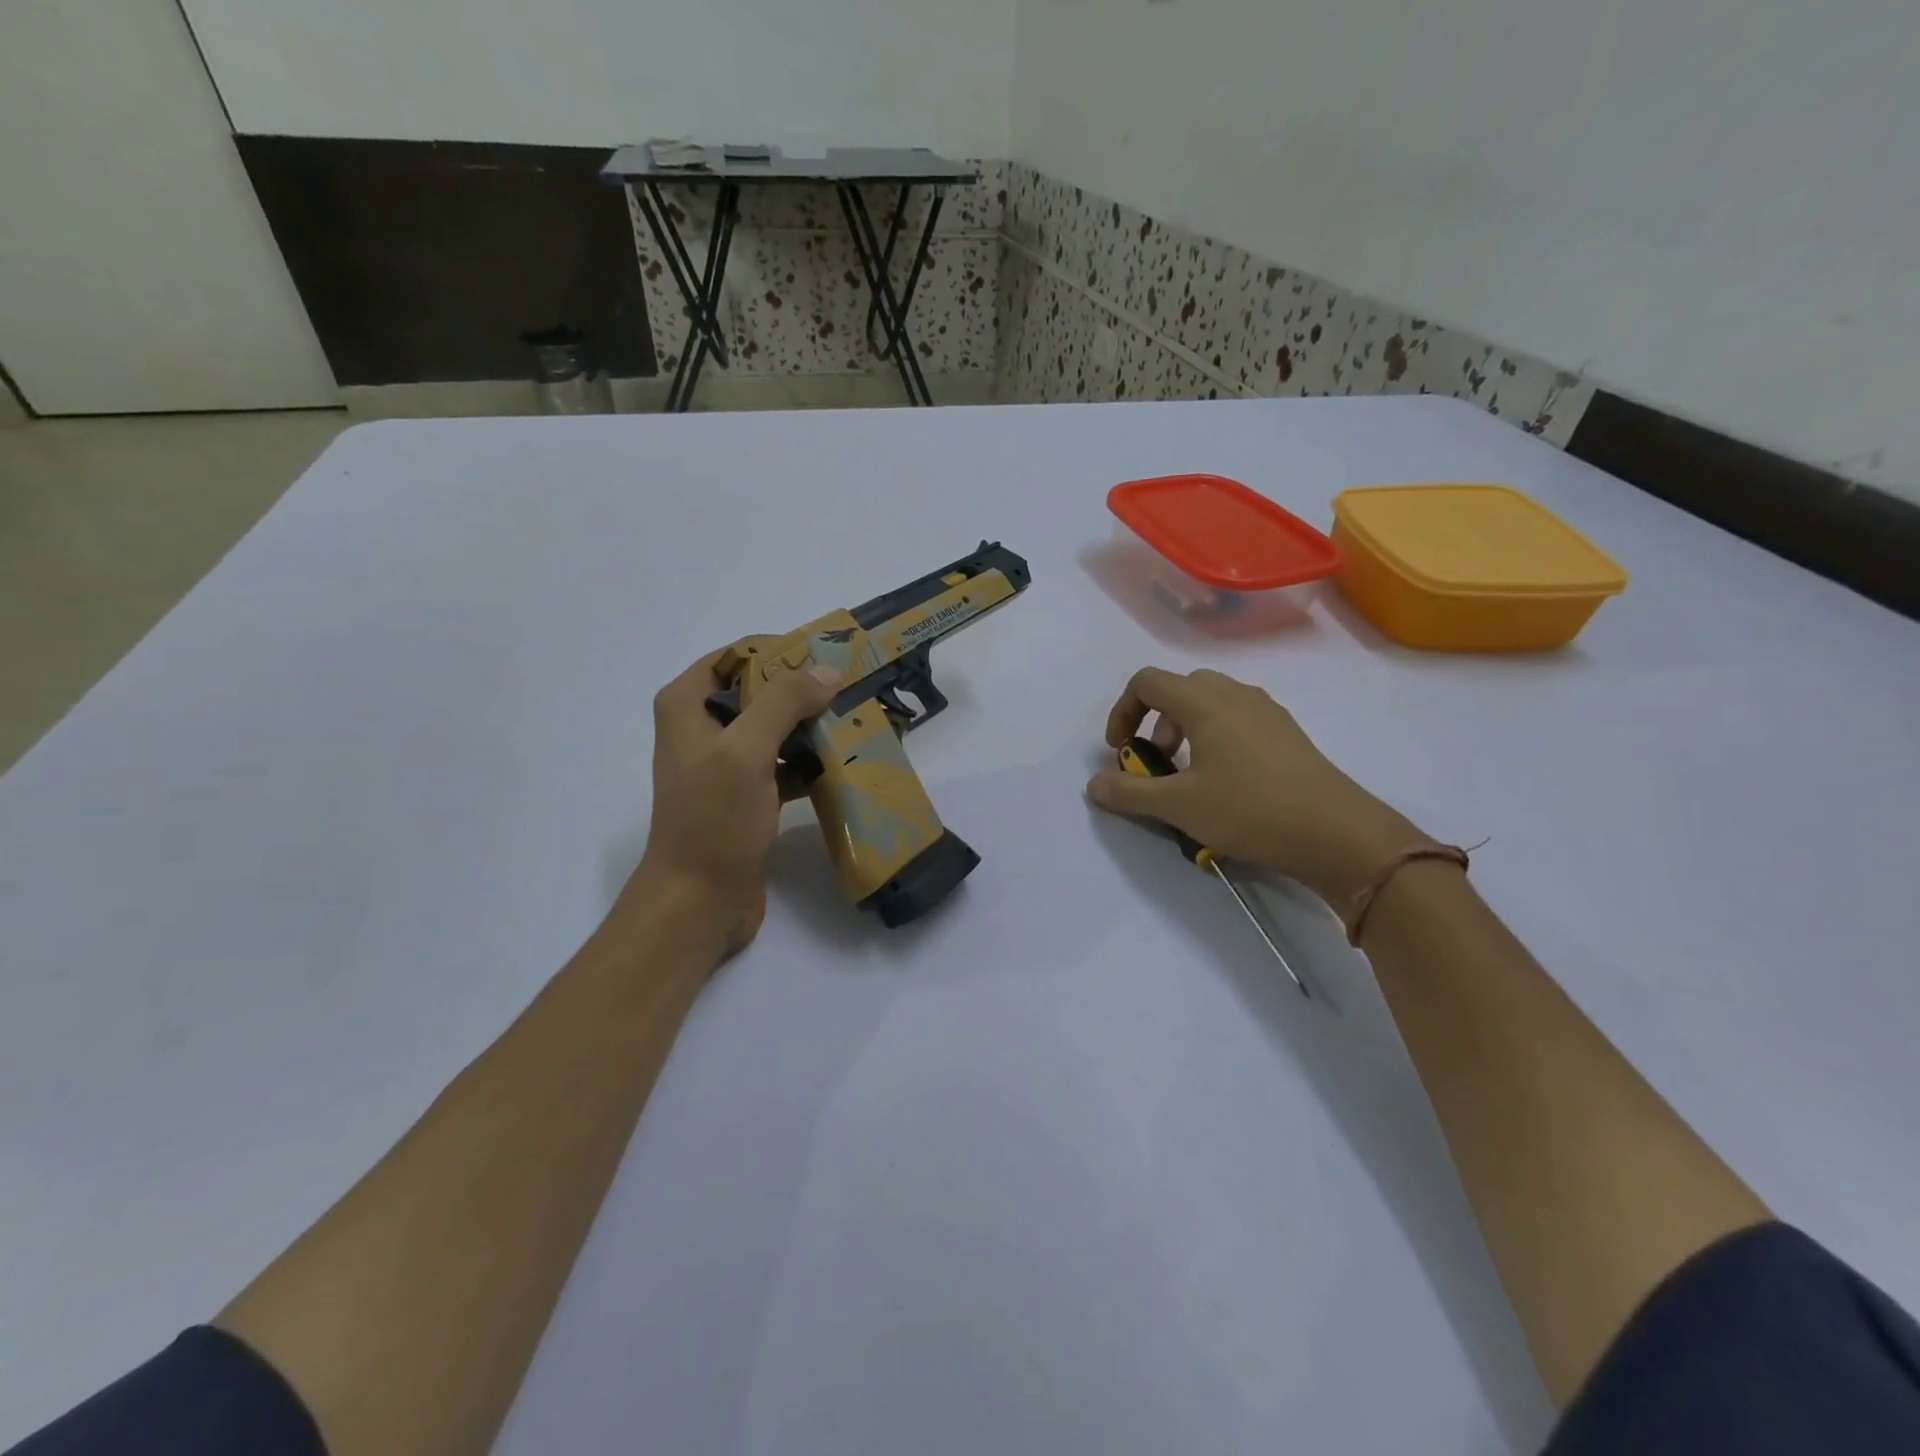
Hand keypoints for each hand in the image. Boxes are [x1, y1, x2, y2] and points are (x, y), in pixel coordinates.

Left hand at [620, 648, 841, 957]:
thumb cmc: (714, 820)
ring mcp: (725, 764)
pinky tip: (843, 763)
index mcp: (687, 705)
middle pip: (760, 691)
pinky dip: (810, 761)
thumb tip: (826, 671)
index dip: (781, 651)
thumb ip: (783, 703)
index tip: (828, 657)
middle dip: (804, 690)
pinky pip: (783, 764)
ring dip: (811, 726)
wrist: (699, 901)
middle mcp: (702, 728)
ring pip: (776, 729)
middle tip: (851, 690)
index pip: (737, 655)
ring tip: (856, 722)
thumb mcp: (745, 752)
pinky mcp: (747, 795)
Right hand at [1085, 667, 1422, 905]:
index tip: (1120, 750)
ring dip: (1185, 727)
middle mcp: (1235, 694)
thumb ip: (1129, 792)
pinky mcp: (1287, 732)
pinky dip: (1216, 735)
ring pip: (1211, 701)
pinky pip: (1238, 717)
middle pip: (1180, 687)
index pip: (1147, 682)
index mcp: (1204, 702)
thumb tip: (1093, 784)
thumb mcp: (1179, 806)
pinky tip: (1227, 780)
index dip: (1122, 711)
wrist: (1337, 832)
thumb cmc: (1250, 810)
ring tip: (1189, 773)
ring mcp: (1266, 711)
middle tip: (1157, 760)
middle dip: (1155, 719)